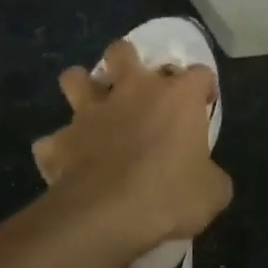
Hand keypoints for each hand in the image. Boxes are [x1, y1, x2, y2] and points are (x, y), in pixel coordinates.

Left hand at [33, 41, 231, 258]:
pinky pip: (53, 140)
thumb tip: (207, 177)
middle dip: (128, 62)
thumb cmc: (170, 196)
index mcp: (177, 97)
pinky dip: (60, 149)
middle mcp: (131, 91)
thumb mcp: (213, 193)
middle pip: (123, 52)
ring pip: (75, 77)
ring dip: (82, 88)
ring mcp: (89, 113)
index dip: (203, 88)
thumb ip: (212, 176)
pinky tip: (68, 163)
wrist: (107, 215)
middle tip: (137, 89)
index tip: (204, 106)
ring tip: (92, 108)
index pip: (199, 73)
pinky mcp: (60, 141)